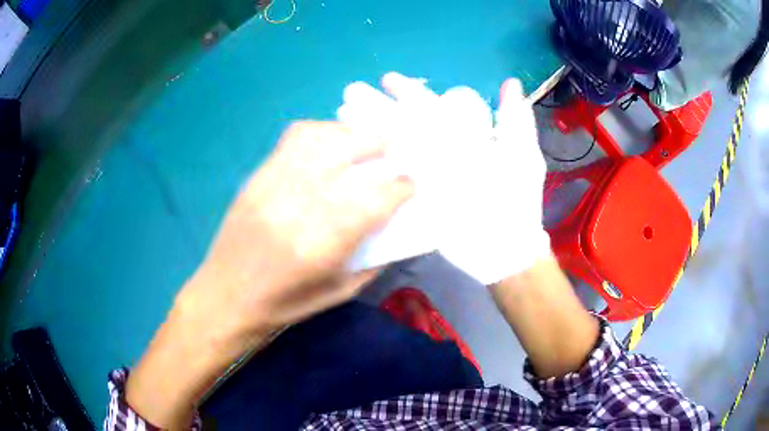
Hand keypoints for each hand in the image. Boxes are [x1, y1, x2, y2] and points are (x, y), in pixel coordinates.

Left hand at [184, 120, 413, 333]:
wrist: (225, 295)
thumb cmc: (283, 304)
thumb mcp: (337, 294)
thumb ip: (373, 260)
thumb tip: (396, 229)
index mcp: (323, 242)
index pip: (375, 197)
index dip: (401, 186)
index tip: (411, 185)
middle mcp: (299, 203)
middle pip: (349, 153)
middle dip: (381, 147)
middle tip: (393, 154)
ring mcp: (274, 182)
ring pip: (322, 137)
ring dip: (352, 134)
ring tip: (364, 142)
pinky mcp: (258, 175)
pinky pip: (294, 138)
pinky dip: (320, 132)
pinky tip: (329, 144)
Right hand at [338, 72, 550, 283]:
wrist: (504, 247)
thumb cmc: (516, 199)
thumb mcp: (522, 156)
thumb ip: (515, 120)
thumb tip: (511, 83)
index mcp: (465, 137)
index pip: (432, 106)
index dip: (410, 92)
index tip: (387, 79)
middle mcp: (442, 152)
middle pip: (406, 124)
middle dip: (380, 108)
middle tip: (351, 94)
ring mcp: (428, 175)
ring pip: (396, 148)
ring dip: (372, 133)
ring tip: (343, 117)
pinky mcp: (418, 197)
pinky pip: (393, 178)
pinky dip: (376, 166)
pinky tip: (356, 157)